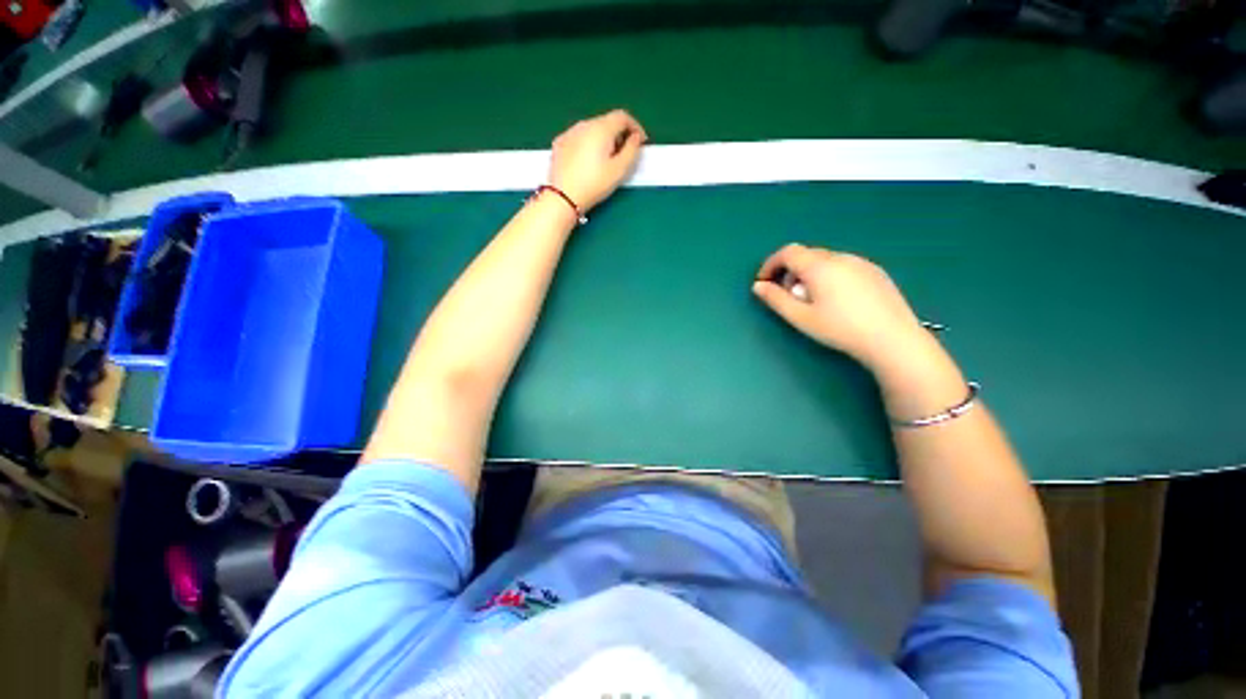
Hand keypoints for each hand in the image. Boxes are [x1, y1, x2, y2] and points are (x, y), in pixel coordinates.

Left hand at [549, 109, 647, 212]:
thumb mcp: (620, 170)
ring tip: (606, 160)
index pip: (622, 116)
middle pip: (606, 122)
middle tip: (624, 154)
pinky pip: (579, 138)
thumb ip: (632, 150)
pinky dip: (588, 144)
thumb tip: (635, 138)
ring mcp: (569, 132)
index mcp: (601, 128)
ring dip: (603, 139)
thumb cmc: (594, 184)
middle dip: (619, 134)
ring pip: (591, 129)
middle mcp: (584, 124)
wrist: (563, 197)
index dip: (635, 126)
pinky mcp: (559, 143)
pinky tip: (588, 162)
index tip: (640, 142)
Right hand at [753, 244, 930, 373]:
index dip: (771, 264)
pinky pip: (843, 266)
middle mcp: (840, 257)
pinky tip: (836, 299)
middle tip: (787, 295)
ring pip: (826, 260)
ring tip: (812, 299)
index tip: (764, 281)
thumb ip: (776, 299)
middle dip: (790, 271)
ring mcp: (861, 262)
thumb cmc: (840, 329)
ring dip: (809, 273)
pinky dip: (829, 275)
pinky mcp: (876, 271)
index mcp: (819, 266)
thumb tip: (758, 286)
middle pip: (806, 255)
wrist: (892, 339)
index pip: (788, 252)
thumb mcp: (800, 317)